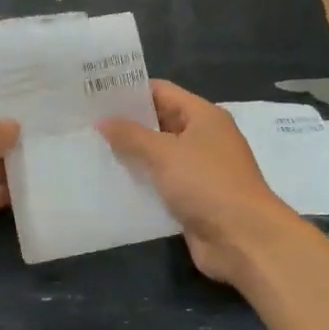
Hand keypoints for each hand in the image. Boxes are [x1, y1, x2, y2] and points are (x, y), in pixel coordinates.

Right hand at [99, 81, 300, 284]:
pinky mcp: (193, 199)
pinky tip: (111, 183)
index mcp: (203, 116)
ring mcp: (199, 170)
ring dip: (131, 156)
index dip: (130, 91)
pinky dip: (141, 183)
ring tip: (91, 151)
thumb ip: (132, 135)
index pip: (161, 92)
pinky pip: (161, 184)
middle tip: (85, 124)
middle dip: (126, 124)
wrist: (243, 238)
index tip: (95, 94)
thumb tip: (103, 120)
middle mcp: (203, 138)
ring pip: (158, 156)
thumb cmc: (207, 184)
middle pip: (159, 123)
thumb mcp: (165, 153)